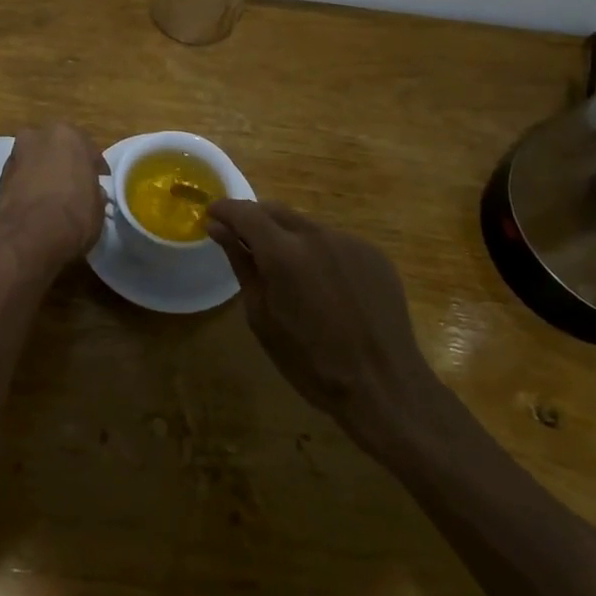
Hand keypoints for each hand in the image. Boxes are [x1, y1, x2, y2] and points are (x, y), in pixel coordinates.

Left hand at [0, 123, 108, 269]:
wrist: (27, 240)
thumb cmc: (73, 216)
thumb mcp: (98, 206)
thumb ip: (93, 190)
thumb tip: (90, 192)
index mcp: (67, 135)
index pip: (87, 149)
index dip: (93, 169)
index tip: (98, 184)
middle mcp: (37, 137)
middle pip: (55, 150)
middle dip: (63, 165)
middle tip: (73, 187)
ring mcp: (14, 156)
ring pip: (35, 162)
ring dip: (43, 175)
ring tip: (52, 200)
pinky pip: (21, 180)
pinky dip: (27, 188)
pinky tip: (35, 207)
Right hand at [207, 200, 437, 436]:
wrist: (384, 385)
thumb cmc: (311, 362)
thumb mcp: (262, 317)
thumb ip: (242, 264)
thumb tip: (218, 229)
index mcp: (283, 252)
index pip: (245, 213)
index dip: (224, 210)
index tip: (211, 216)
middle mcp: (317, 235)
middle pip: (276, 210)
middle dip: (254, 219)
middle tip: (241, 240)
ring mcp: (349, 241)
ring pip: (305, 225)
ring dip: (287, 235)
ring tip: (284, 268)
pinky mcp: (373, 254)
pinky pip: (334, 241)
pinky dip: (317, 251)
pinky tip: (322, 283)